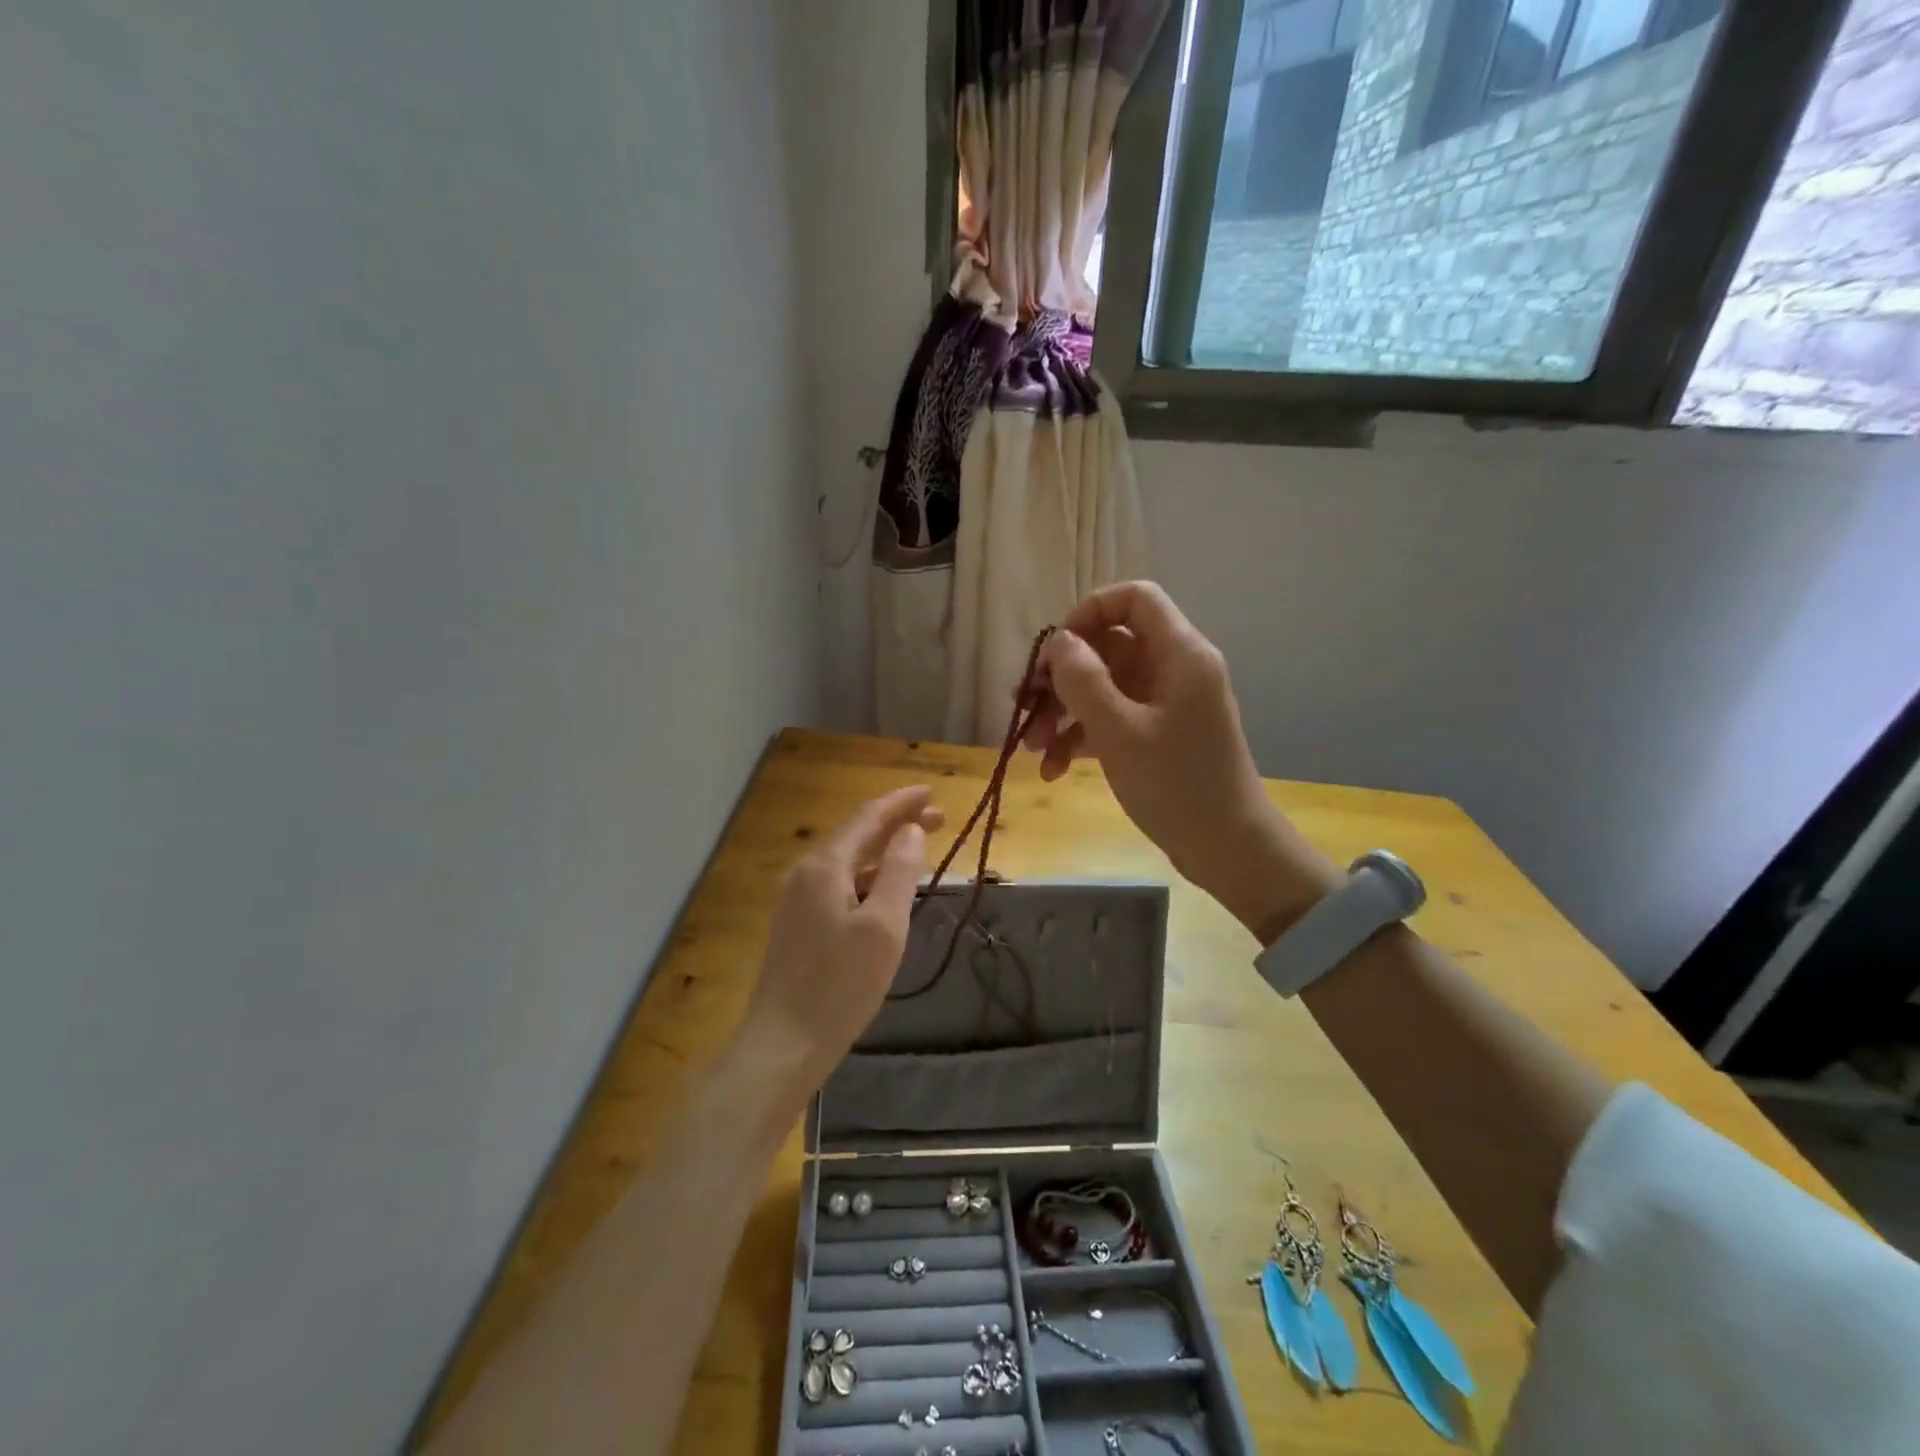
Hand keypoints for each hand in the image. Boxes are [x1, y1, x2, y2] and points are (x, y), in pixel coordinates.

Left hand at [736, 787, 943, 1090]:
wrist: (783, 1044)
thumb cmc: (840, 986)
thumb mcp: (883, 927)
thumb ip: (898, 872)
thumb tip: (911, 831)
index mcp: (825, 866)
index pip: (868, 817)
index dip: (901, 802)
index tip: (933, 793)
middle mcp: (806, 873)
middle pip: (856, 834)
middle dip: (896, 822)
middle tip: (938, 819)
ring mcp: (797, 899)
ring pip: (847, 860)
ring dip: (883, 849)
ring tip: (918, 848)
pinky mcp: (797, 924)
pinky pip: (839, 883)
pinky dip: (867, 875)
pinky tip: (884, 889)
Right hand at [1022, 581, 1337, 937]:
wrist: (1226, 849)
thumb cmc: (1176, 784)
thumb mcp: (1119, 730)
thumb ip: (1082, 679)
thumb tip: (1059, 641)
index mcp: (1179, 653)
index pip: (1134, 599)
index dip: (1089, 612)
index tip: (1055, 649)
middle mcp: (1174, 669)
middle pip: (1108, 647)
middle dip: (1061, 676)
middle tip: (1023, 704)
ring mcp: (1165, 704)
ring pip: (1103, 687)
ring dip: (1063, 713)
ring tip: (1031, 748)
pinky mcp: (1157, 735)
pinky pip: (1111, 720)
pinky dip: (1081, 738)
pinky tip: (1053, 769)